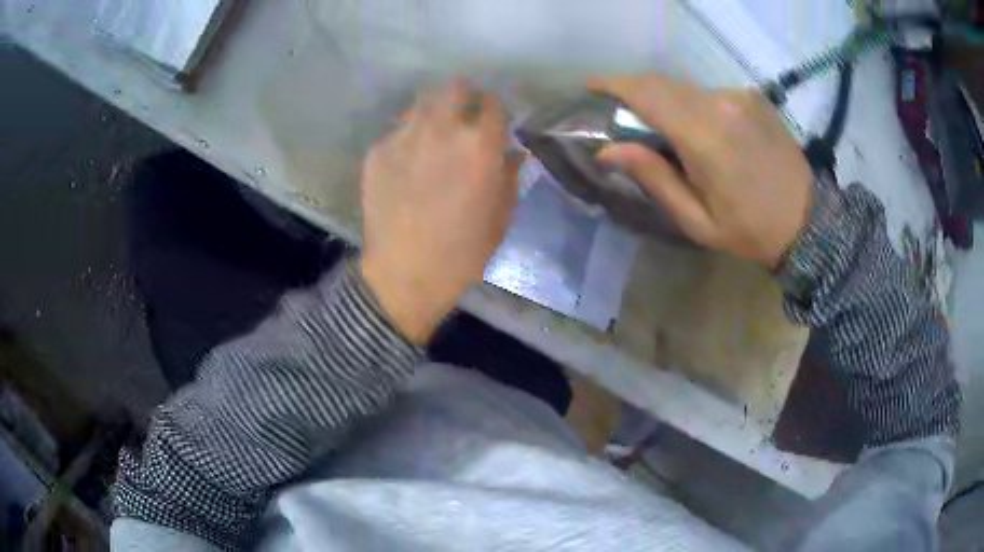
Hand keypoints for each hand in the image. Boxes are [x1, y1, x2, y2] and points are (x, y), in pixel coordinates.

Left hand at [360, 80, 522, 343]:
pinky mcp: (377, 152)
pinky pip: (398, 130)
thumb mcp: (500, 218)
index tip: (493, 119)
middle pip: (453, 88)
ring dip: (434, 111)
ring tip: (434, 135)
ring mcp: (404, 137)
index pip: (492, 103)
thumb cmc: (462, 253)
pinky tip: (408, 161)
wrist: (404, 275)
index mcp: (479, 146)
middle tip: (463, 115)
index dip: (494, 108)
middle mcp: (441, 130)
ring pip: (421, 103)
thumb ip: (510, 177)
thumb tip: (514, 153)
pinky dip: (408, 137)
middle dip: (462, 96)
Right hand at [588, 75, 813, 268]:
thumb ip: (654, 178)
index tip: (591, 86)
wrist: (808, 222)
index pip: (647, 94)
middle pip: (663, 83)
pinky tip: (703, 130)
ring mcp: (740, 97)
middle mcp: (721, 104)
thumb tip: (608, 151)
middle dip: (635, 91)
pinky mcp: (753, 97)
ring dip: (666, 100)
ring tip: (665, 129)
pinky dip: (694, 104)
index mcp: (705, 138)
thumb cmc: (750, 230)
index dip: (614, 85)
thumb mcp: (697, 220)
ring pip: (685, 87)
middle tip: (622, 114)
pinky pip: (709, 92)